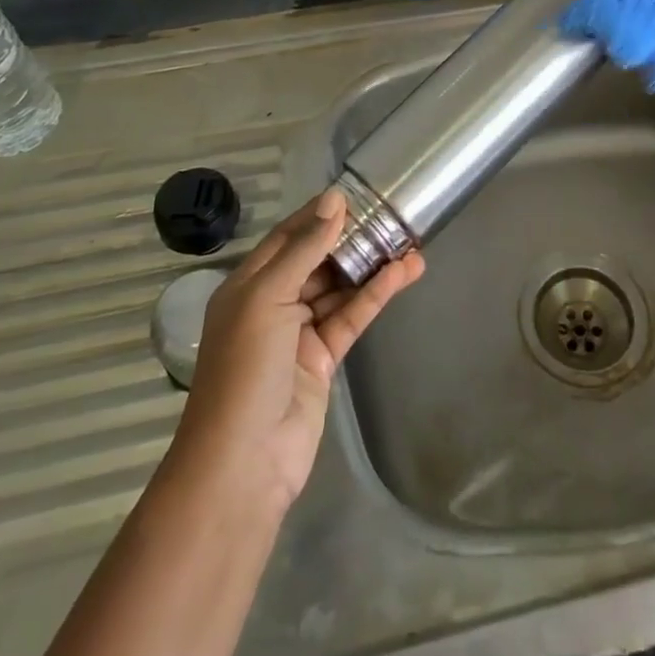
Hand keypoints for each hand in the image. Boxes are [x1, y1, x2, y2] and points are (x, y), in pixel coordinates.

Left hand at [170, 190, 423, 512]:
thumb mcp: (268, 296)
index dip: (319, 214)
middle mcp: (272, 302)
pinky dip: (376, 294)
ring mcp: (299, 332)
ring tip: (410, 240)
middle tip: (390, 215)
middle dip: (351, 238)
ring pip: (340, 287)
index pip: (287, 237)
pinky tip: (403, 273)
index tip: (355, 193)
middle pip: (317, 260)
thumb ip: (305, 248)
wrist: (244, 462)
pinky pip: (352, 316)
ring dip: (371, 266)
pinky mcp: (324, 358)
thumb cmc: (245, 367)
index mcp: (248, 284)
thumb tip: (334, 198)